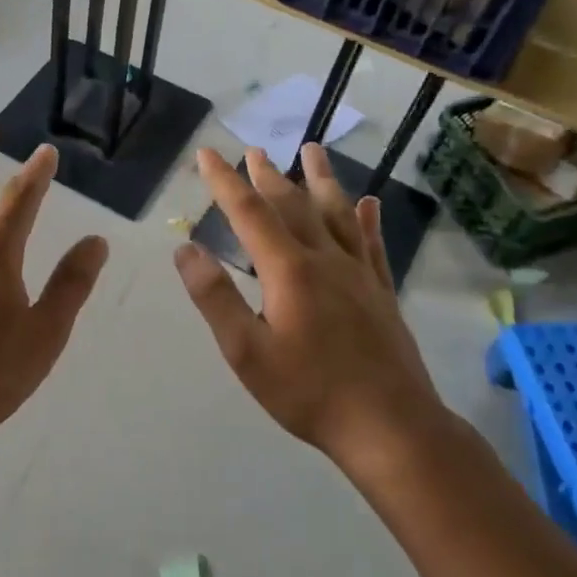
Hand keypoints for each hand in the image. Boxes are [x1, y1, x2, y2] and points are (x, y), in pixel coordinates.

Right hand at [173, 146, 447, 470]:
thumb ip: (215, 298)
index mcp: (288, 270)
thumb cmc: (309, 392)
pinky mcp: (381, 291)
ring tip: (312, 150)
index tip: (207, 154)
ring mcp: (359, 273)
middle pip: (293, 205)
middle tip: (253, 151)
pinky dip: (368, 220)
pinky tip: (370, 204)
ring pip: (337, 213)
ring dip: (321, 179)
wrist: (390, 426)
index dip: (225, 182)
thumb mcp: (246, 352)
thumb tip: (186, 249)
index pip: (249, 214)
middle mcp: (324, 259)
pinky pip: (373, 244)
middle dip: (268, 176)